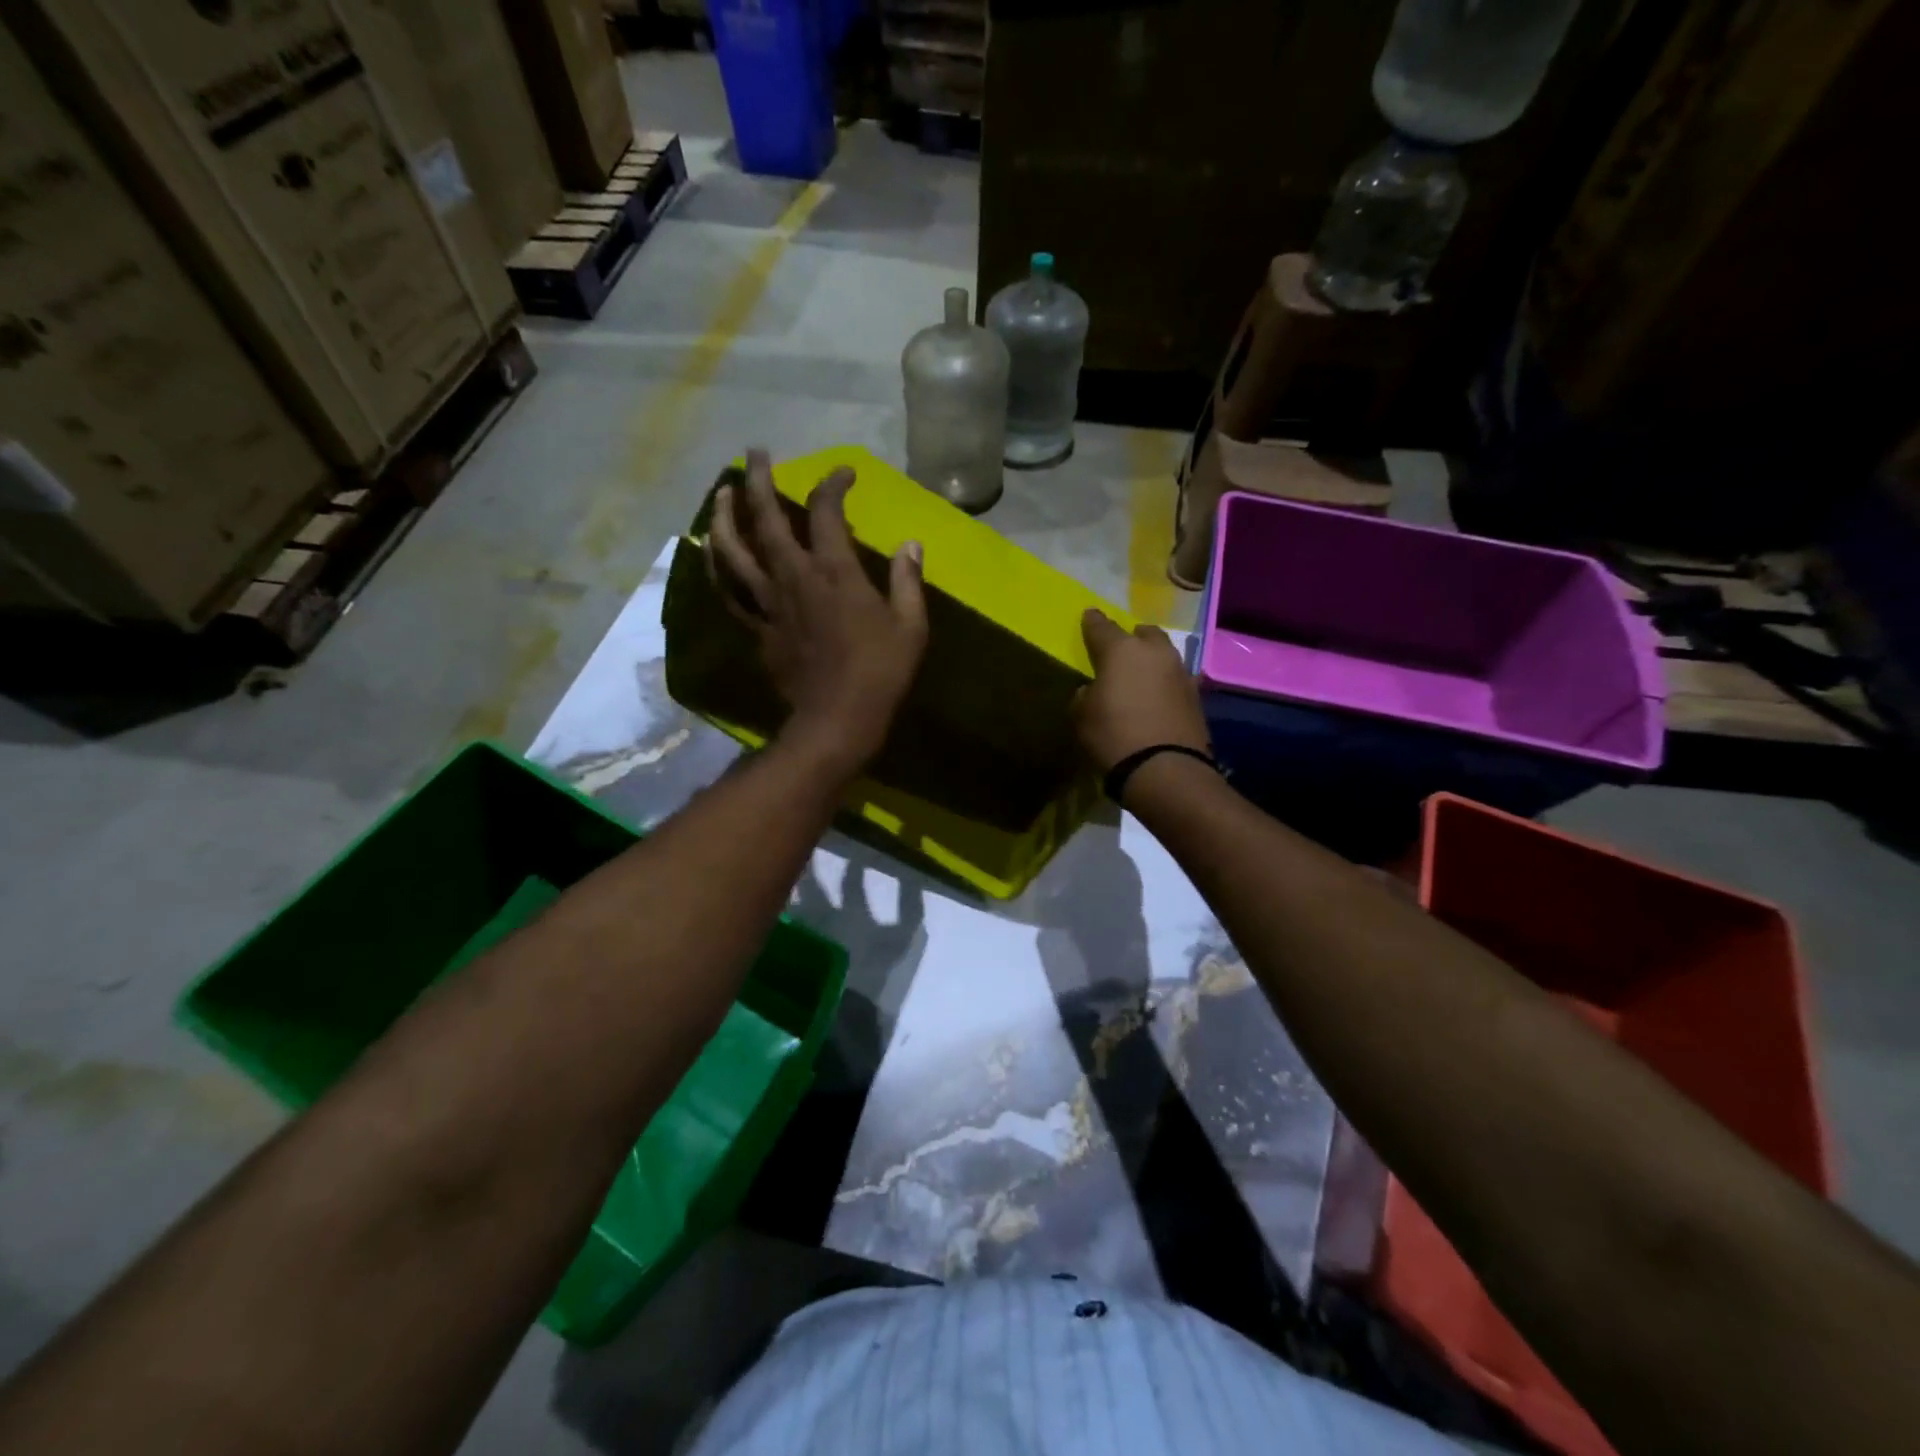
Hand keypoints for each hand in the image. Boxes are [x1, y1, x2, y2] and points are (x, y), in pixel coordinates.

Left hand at [706, 448, 927, 776]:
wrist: (836, 719)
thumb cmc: (880, 672)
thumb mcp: (910, 625)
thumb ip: (908, 580)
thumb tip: (911, 544)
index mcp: (834, 571)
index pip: (827, 511)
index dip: (833, 483)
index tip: (844, 473)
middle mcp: (793, 576)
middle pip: (766, 518)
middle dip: (757, 480)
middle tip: (755, 453)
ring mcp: (769, 602)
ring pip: (734, 550)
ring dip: (724, 516)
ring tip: (721, 493)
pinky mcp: (757, 627)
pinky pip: (729, 590)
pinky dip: (718, 567)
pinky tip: (713, 552)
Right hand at [1073, 610, 1210, 772]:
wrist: (1165, 769)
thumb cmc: (1113, 736)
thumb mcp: (1082, 717)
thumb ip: (1085, 695)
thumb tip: (1093, 690)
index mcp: (1121, 650)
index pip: (1101, 627)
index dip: (1092, 622)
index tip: (1089, 616)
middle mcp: (1154, 652)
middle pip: (1143, 633)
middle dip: (1131, 638)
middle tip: (1120, 651)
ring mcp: (1180, 672)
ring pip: (1163, 654)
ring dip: (1151, 660)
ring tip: (1140, 675)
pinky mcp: (1196, 695)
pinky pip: (1175, 679)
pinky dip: (1164, 683)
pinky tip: (1157, 697)